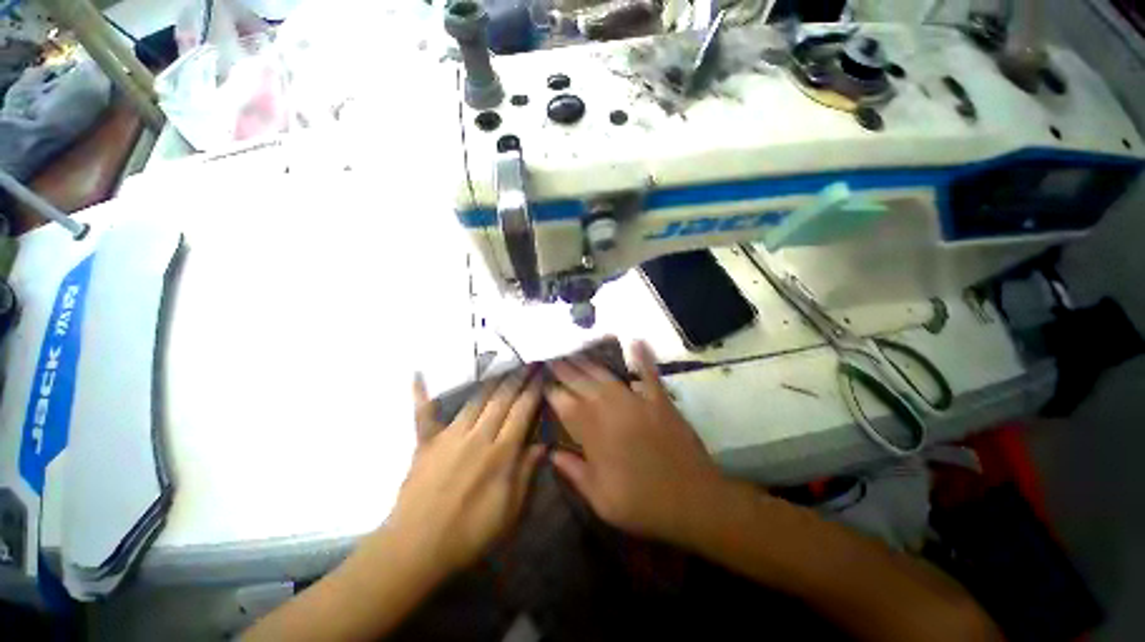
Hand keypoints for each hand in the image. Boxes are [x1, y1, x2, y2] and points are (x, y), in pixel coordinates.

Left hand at [386, 371, 544, 575]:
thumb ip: (526, 472)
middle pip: (502, 399)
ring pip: (475, 400)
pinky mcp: (426, 443)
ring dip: (490, 379)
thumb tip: (543, 444)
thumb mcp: (510, 510)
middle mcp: (478, 436)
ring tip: (500, 361)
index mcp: (501, 452)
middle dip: (517, 377)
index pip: (522, 411)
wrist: (416, 548)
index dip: (533, 390)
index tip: (540, 373)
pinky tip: (418, 373)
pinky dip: (422, 394)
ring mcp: (450, 436)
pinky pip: (424, 414)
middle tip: (526, 360)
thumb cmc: (469, 533)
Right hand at [546, 341, 727, 546]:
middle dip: (565, 370)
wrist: (692, 500)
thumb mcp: (600, 498)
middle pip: (581, 384)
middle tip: (553, 358)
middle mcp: (610, 410)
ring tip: (575, 352)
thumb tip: (551, 453)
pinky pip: (649, 373)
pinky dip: (643, 356)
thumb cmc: (641, 502)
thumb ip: (573, 472)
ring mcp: (636, 401)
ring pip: (606, 376)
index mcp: (593, 434)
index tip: (542, 382)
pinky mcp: (659, 400)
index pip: (565, 405)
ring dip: (589, 363)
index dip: (552, 392)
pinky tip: (636, 340)